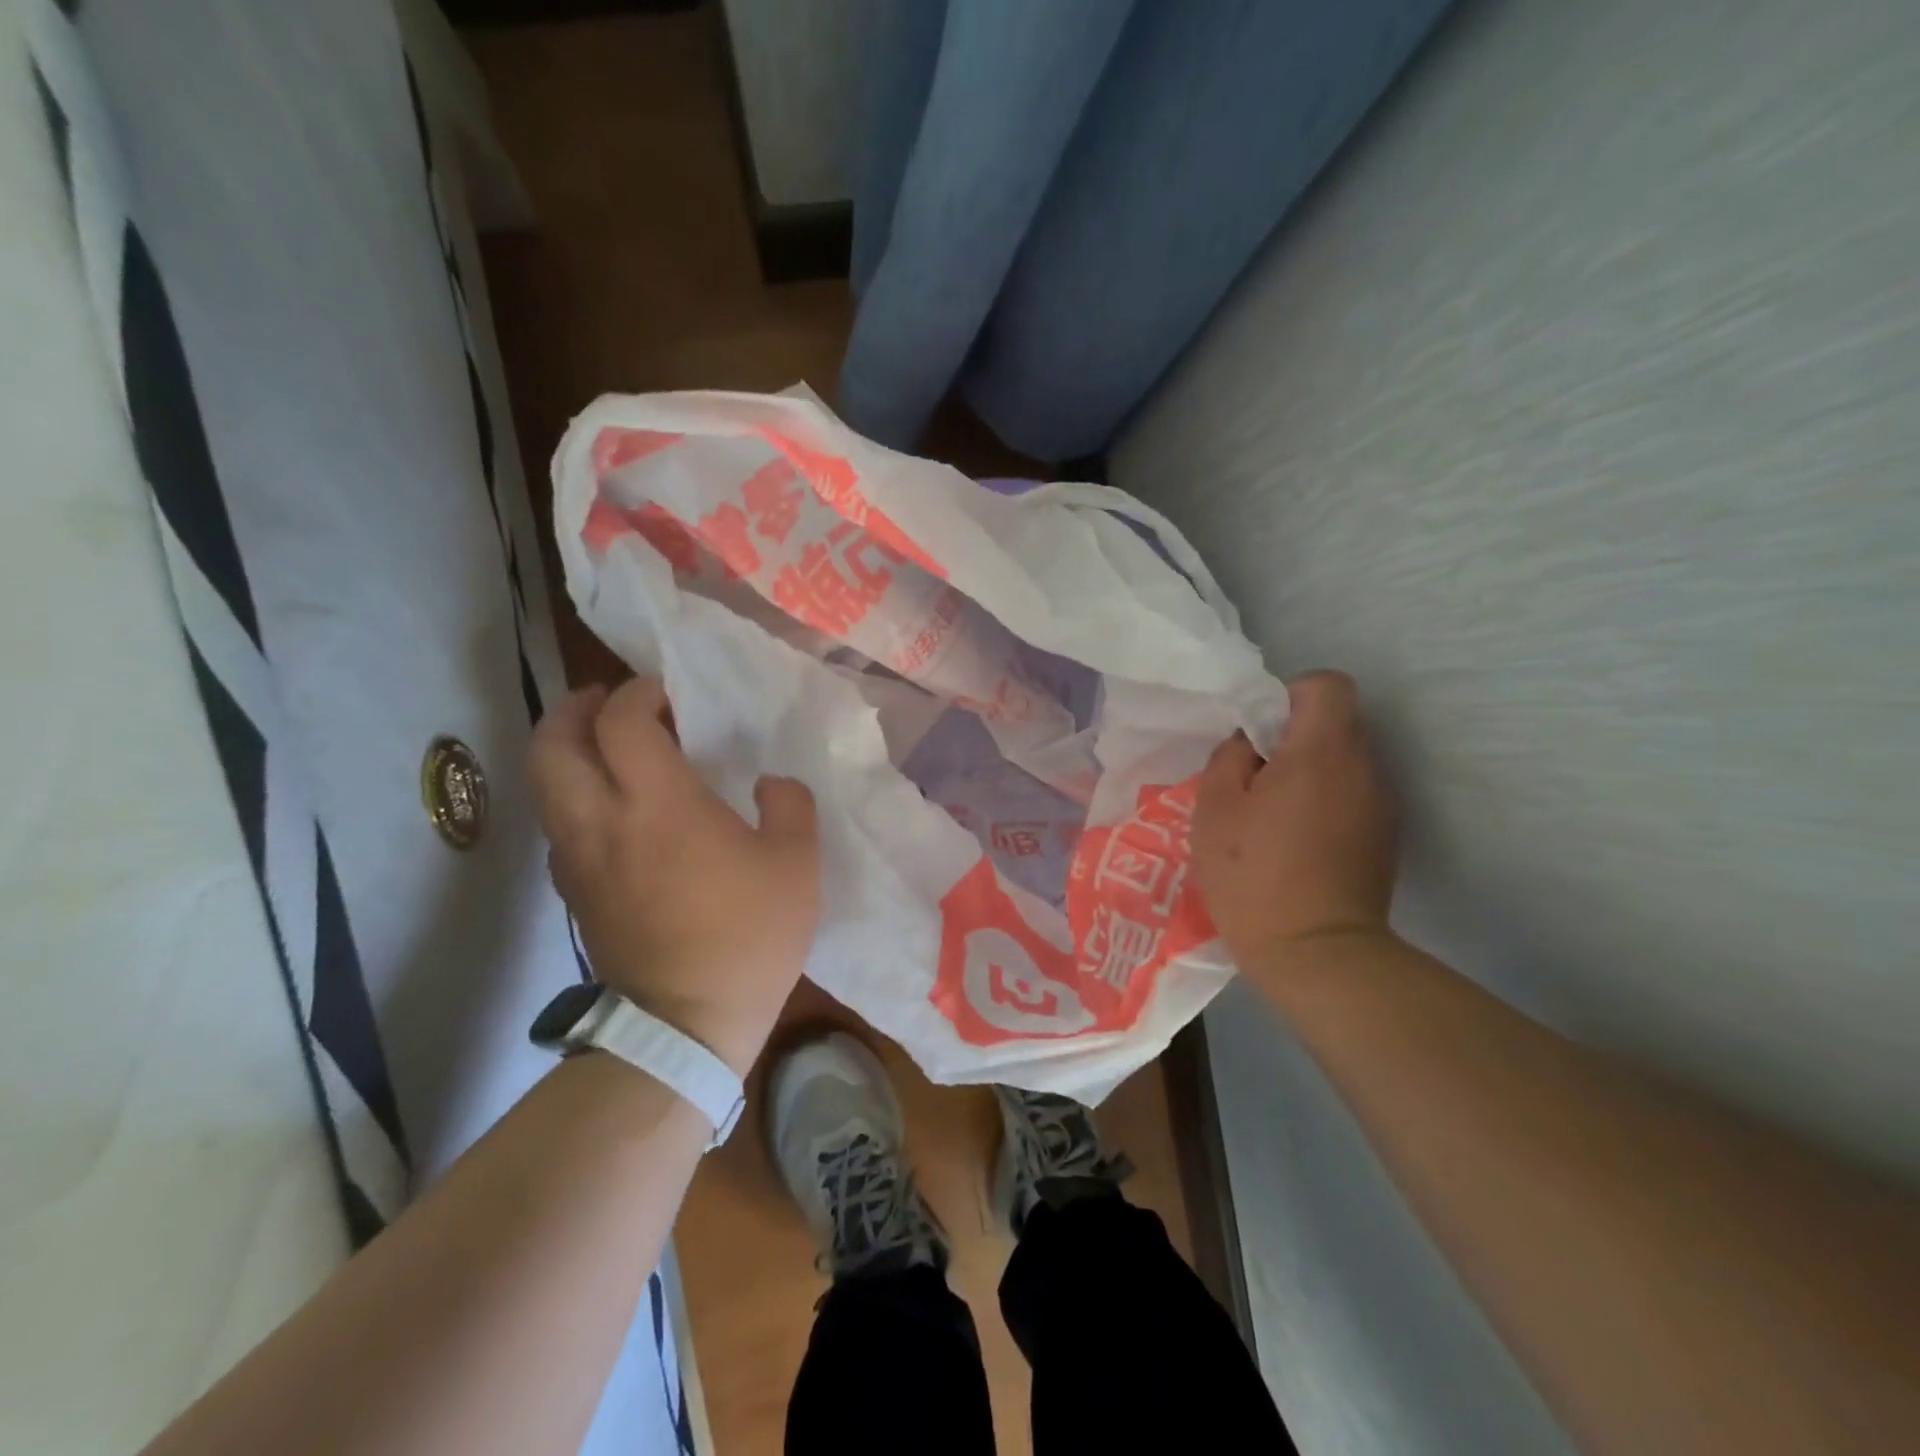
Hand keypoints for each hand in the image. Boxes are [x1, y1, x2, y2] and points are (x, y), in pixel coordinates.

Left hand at [529, 678, 819, 1075]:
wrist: (686, 1023)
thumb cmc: (748, 935)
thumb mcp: (798, 862)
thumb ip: (789, 804)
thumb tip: (769, 784)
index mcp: (658, 803)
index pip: (622, 721)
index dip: (639, 693)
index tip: (668, 693)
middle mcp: (601, 820)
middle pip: (553, 743)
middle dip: (576, 709)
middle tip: (609, 701)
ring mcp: (578, 859)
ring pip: (544, 785)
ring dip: (567, 750)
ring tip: (607, 747)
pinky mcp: (573, 892)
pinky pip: (557, 824)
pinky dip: (573, 796)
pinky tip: (611, 809)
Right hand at [1194, 672, 1398, 976]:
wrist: (1317, 953)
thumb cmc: (1253, 875)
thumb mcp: (1214, 809)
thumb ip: (1228, 758)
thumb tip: (1248, 743)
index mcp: (1321, 751)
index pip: (1327, 684)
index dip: (1290, 693)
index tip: (1259, 729)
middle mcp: (1363, 767)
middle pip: (1336, 722)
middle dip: (1292, 736)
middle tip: (1253, 776)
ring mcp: (1380, 805)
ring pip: (1343, 761)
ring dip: (1308, 771)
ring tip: (1271, 813)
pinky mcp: (1383, 837)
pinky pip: (1351, 795)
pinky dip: (1324, 801)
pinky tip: (1295, 841)